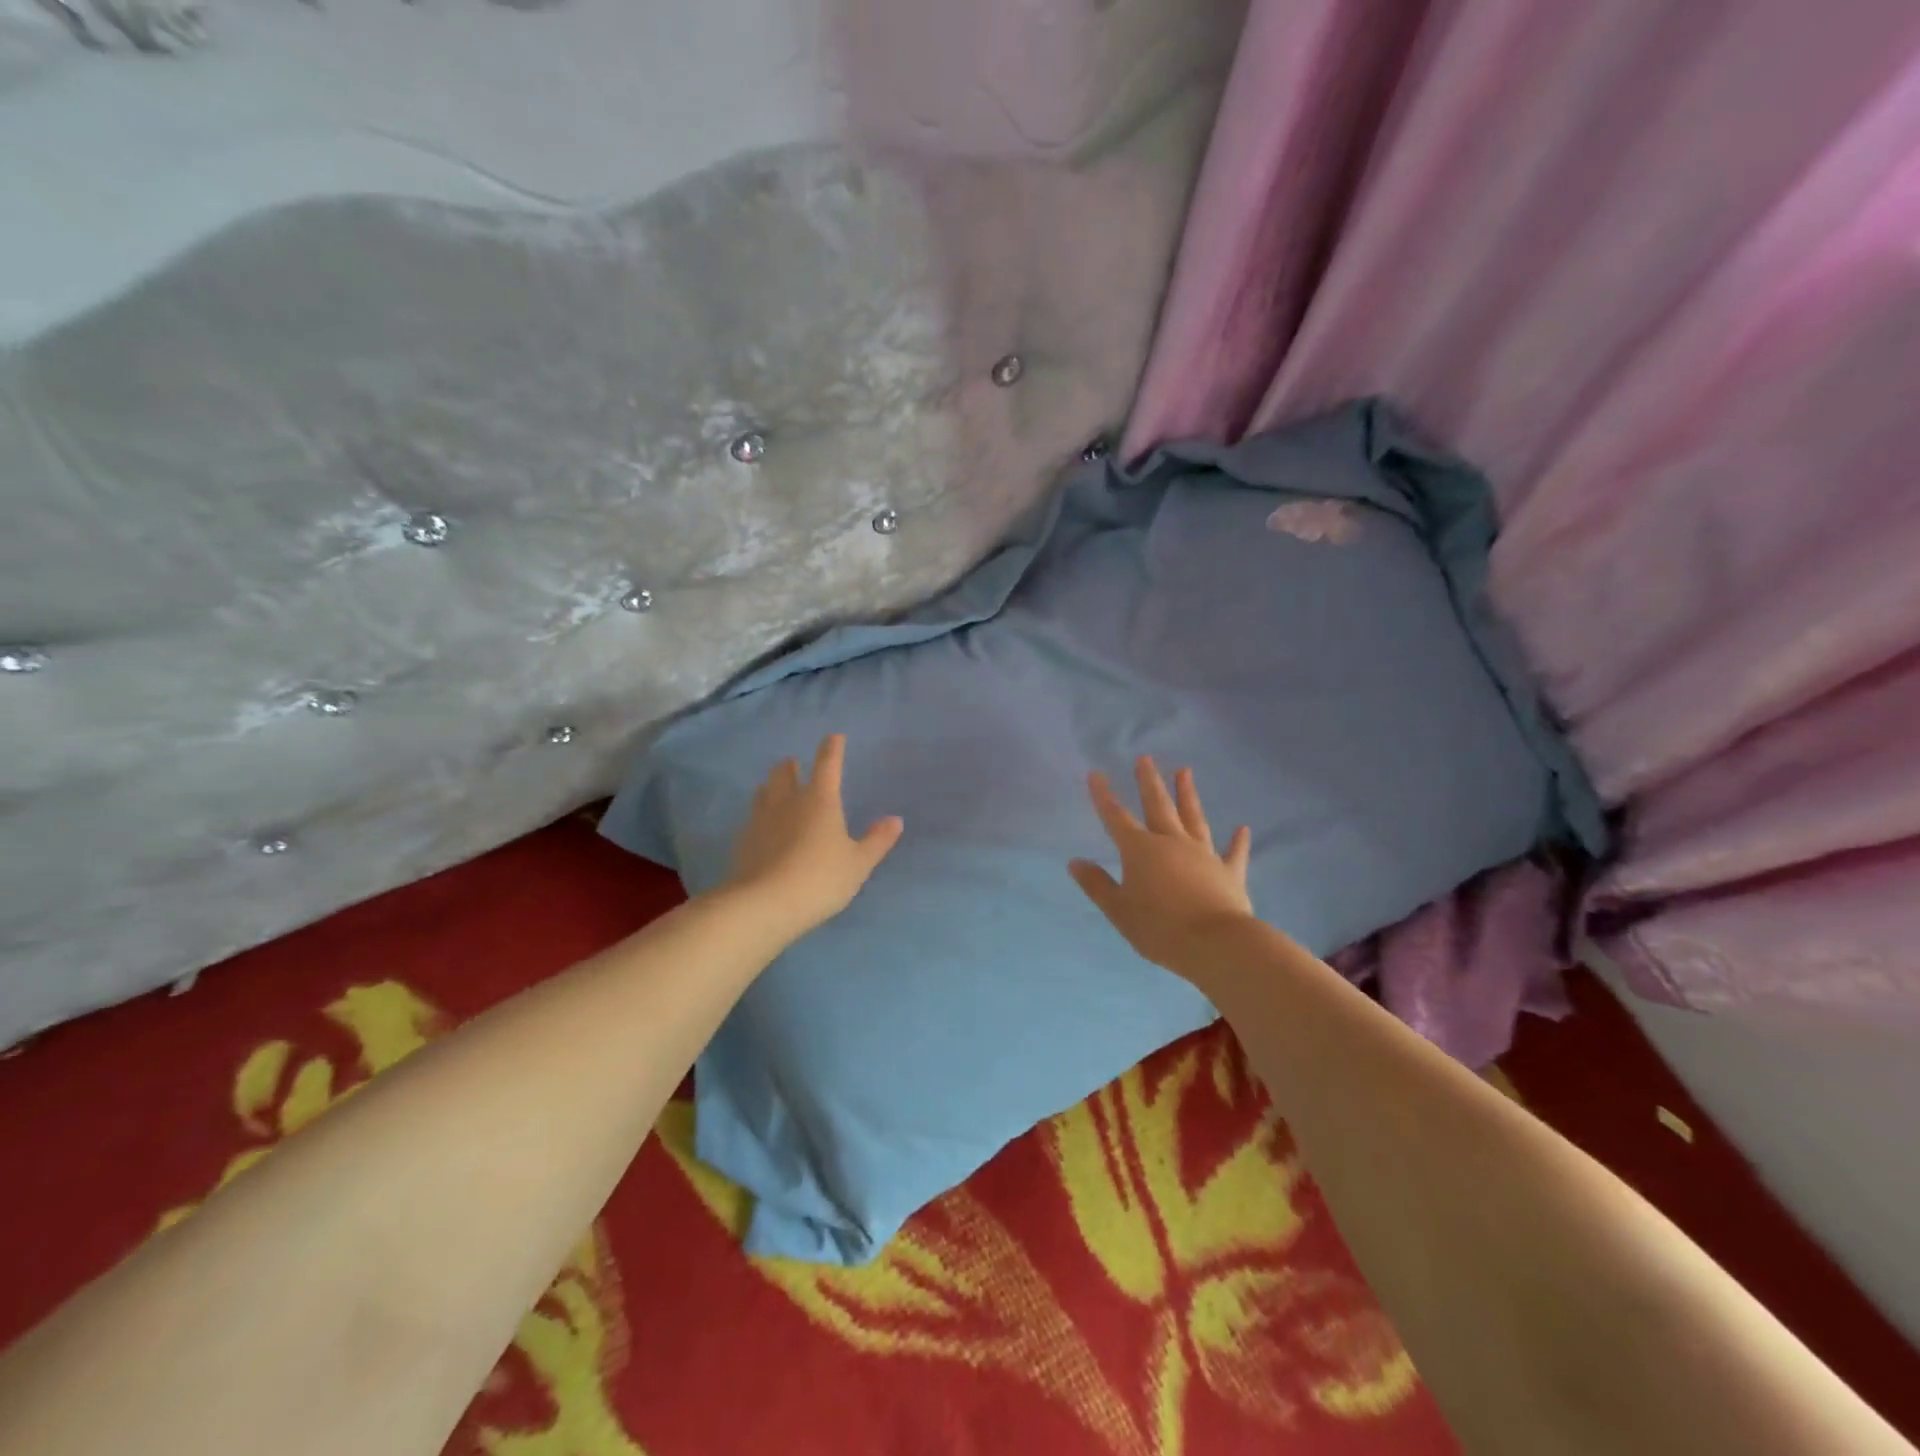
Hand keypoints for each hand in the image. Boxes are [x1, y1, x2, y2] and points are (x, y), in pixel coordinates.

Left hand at [724, 734, 903, 936]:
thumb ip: (877, 841)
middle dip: (791, 765)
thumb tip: (895, 820)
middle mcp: (788, 802)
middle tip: (795, 764)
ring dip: (772, 786)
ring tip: (775, 789)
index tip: (834, 737)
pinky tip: (761, 828)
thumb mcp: (858, 864)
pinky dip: (759, 816)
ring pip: (764, 791)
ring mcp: (761, 820)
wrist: (765, 904)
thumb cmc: (820, 879)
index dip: (832, 748)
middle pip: (785, 772)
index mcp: (820, 800)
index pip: (827, 764)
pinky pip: (752, 819)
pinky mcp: (743, 841)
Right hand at [1069, 757, 1254, 972]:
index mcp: (1140, 850)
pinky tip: (1242, 829)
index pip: (1116, 817)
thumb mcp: (1119, 910)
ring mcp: (1203, 854)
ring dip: (1187, 795)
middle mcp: (1171, 842)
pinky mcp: (1229, 872)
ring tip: (1185, 771)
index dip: (1104, 796)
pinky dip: (1238, 841)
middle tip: (1145, 758)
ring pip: (1193, 818)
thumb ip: (1097, 885)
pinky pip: (1233, 853)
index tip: (1096, 774)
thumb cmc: (1159, 928)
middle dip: (1149, 782)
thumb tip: (1075, 862)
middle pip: (1158, 806)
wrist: (1216, 944)